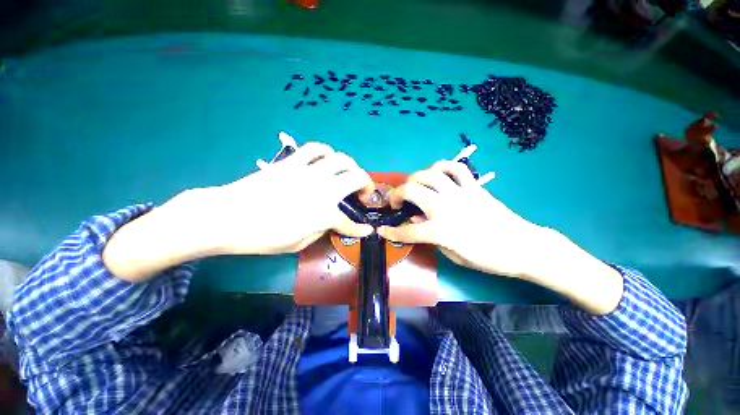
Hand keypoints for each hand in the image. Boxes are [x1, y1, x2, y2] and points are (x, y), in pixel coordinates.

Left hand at [103, 142, 373, 281]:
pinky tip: (326, 160)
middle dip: (367, 185)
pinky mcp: (293, 162)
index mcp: (324, 213)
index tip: (367, 230)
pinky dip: (326, 153)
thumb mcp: (298, 244)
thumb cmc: (262, 237)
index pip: (349, 223)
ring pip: (341, 159)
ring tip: (348, 175)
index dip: (360, 229)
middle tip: (363, 193)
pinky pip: (316, 149)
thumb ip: (321, 230)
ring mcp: (308, 171)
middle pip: (356, 177)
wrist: (227, 216)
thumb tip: (333, 222)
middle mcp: (323, 188)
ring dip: (351, 167)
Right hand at [377, 160, 543, 278]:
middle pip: (411, 191)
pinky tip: (437, 174)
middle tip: (397, 202)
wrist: (522, 246)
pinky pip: (455, 168)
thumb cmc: (488, 258)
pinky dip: (442, 166)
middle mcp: (446, 207)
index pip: (408, 230)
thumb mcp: (454, 256)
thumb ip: (431, 238)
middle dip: (396, 195)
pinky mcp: (473, 186)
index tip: (381, 231)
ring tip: (414, 187)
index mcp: (441, 231)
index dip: (391, 232)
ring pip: (429, 175)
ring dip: (415, 179)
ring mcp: (460, 193)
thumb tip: (417, 220)